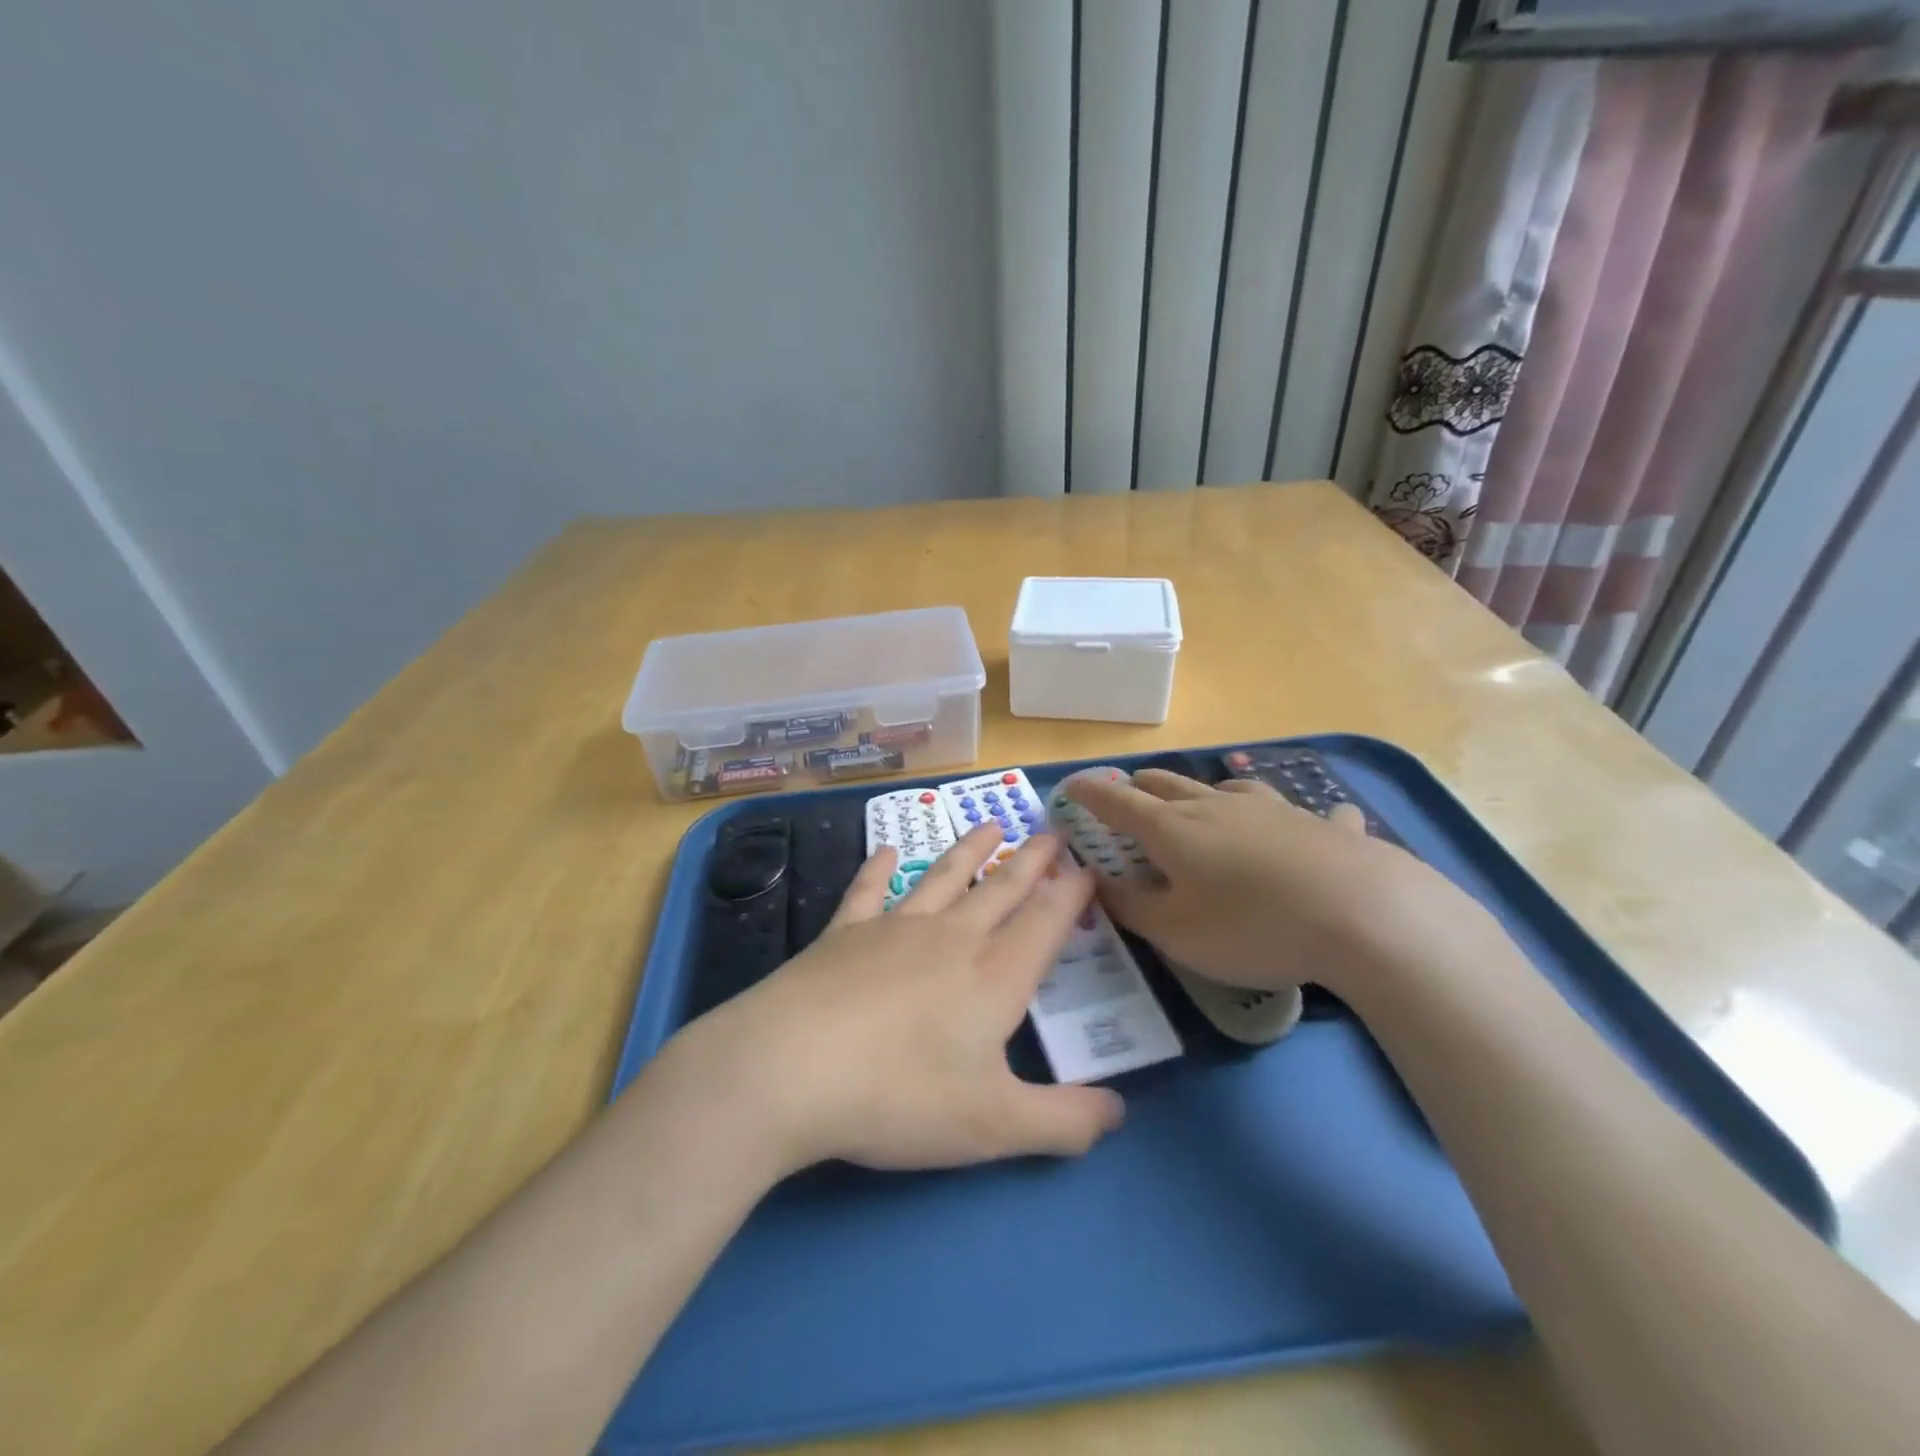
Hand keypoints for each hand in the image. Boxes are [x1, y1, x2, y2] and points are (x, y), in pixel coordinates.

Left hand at [658, 825, 1124, 1179]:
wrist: (790, 1068)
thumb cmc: (900, 1097)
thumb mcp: (995, 1126)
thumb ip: (1064, 1122)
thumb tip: (1119, 1112)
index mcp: (994, 976)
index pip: (1045, 923)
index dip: (1071, 895)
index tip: (1088, 867)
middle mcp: (951, 938)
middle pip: (1002, 890)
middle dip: (1032, 861)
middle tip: (1052, 832)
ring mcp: (894, 928)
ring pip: (944, 878)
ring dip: (971, 850)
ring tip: (992, 825)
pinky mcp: (844, 933)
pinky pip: (868, 890)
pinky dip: (879, 868)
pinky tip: (888, 851)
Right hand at [1061, 768, 1491, 996]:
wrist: (1363, 915)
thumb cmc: (1252, 926)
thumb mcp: (1176, 932)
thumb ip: (1130, 907)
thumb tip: (1097, 881)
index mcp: (1172, 828)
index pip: (1116, 801)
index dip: (1088, 793)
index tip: (1070, 788)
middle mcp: (1216, 806)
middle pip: (1166, 784)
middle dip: (1138, 788)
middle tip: (1126, 798)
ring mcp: (1272, 810)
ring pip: (1225, 788)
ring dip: (1202, 793)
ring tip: (1201, 805)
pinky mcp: (1320, 825)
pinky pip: (1303, 814)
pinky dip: (1294, 820)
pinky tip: (1318, 826)